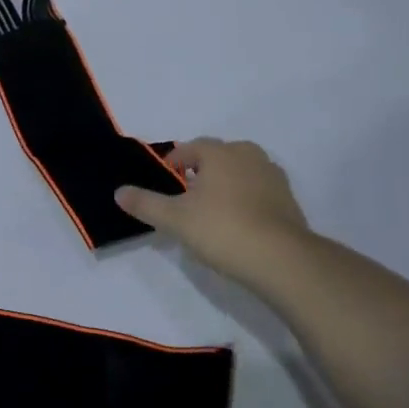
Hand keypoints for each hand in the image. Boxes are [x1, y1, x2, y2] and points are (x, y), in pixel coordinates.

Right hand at [116, 138, 311, 282]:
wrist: (282, 259)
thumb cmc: (222, 229)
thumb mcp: (174, 219)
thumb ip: (145, 203)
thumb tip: (119, 192)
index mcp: (221, 153)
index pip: (191, 147)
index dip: (174, 161)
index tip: (165, 180)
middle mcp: (249, 156)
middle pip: (219, 155)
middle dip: (202, 169)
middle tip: (187, 194)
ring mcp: (274, 177)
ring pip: (241, 172)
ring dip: (226, 183)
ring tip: (211, 209)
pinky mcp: (289, 200)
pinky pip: (259, 191)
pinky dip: (246, 199)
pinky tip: (237, 223)